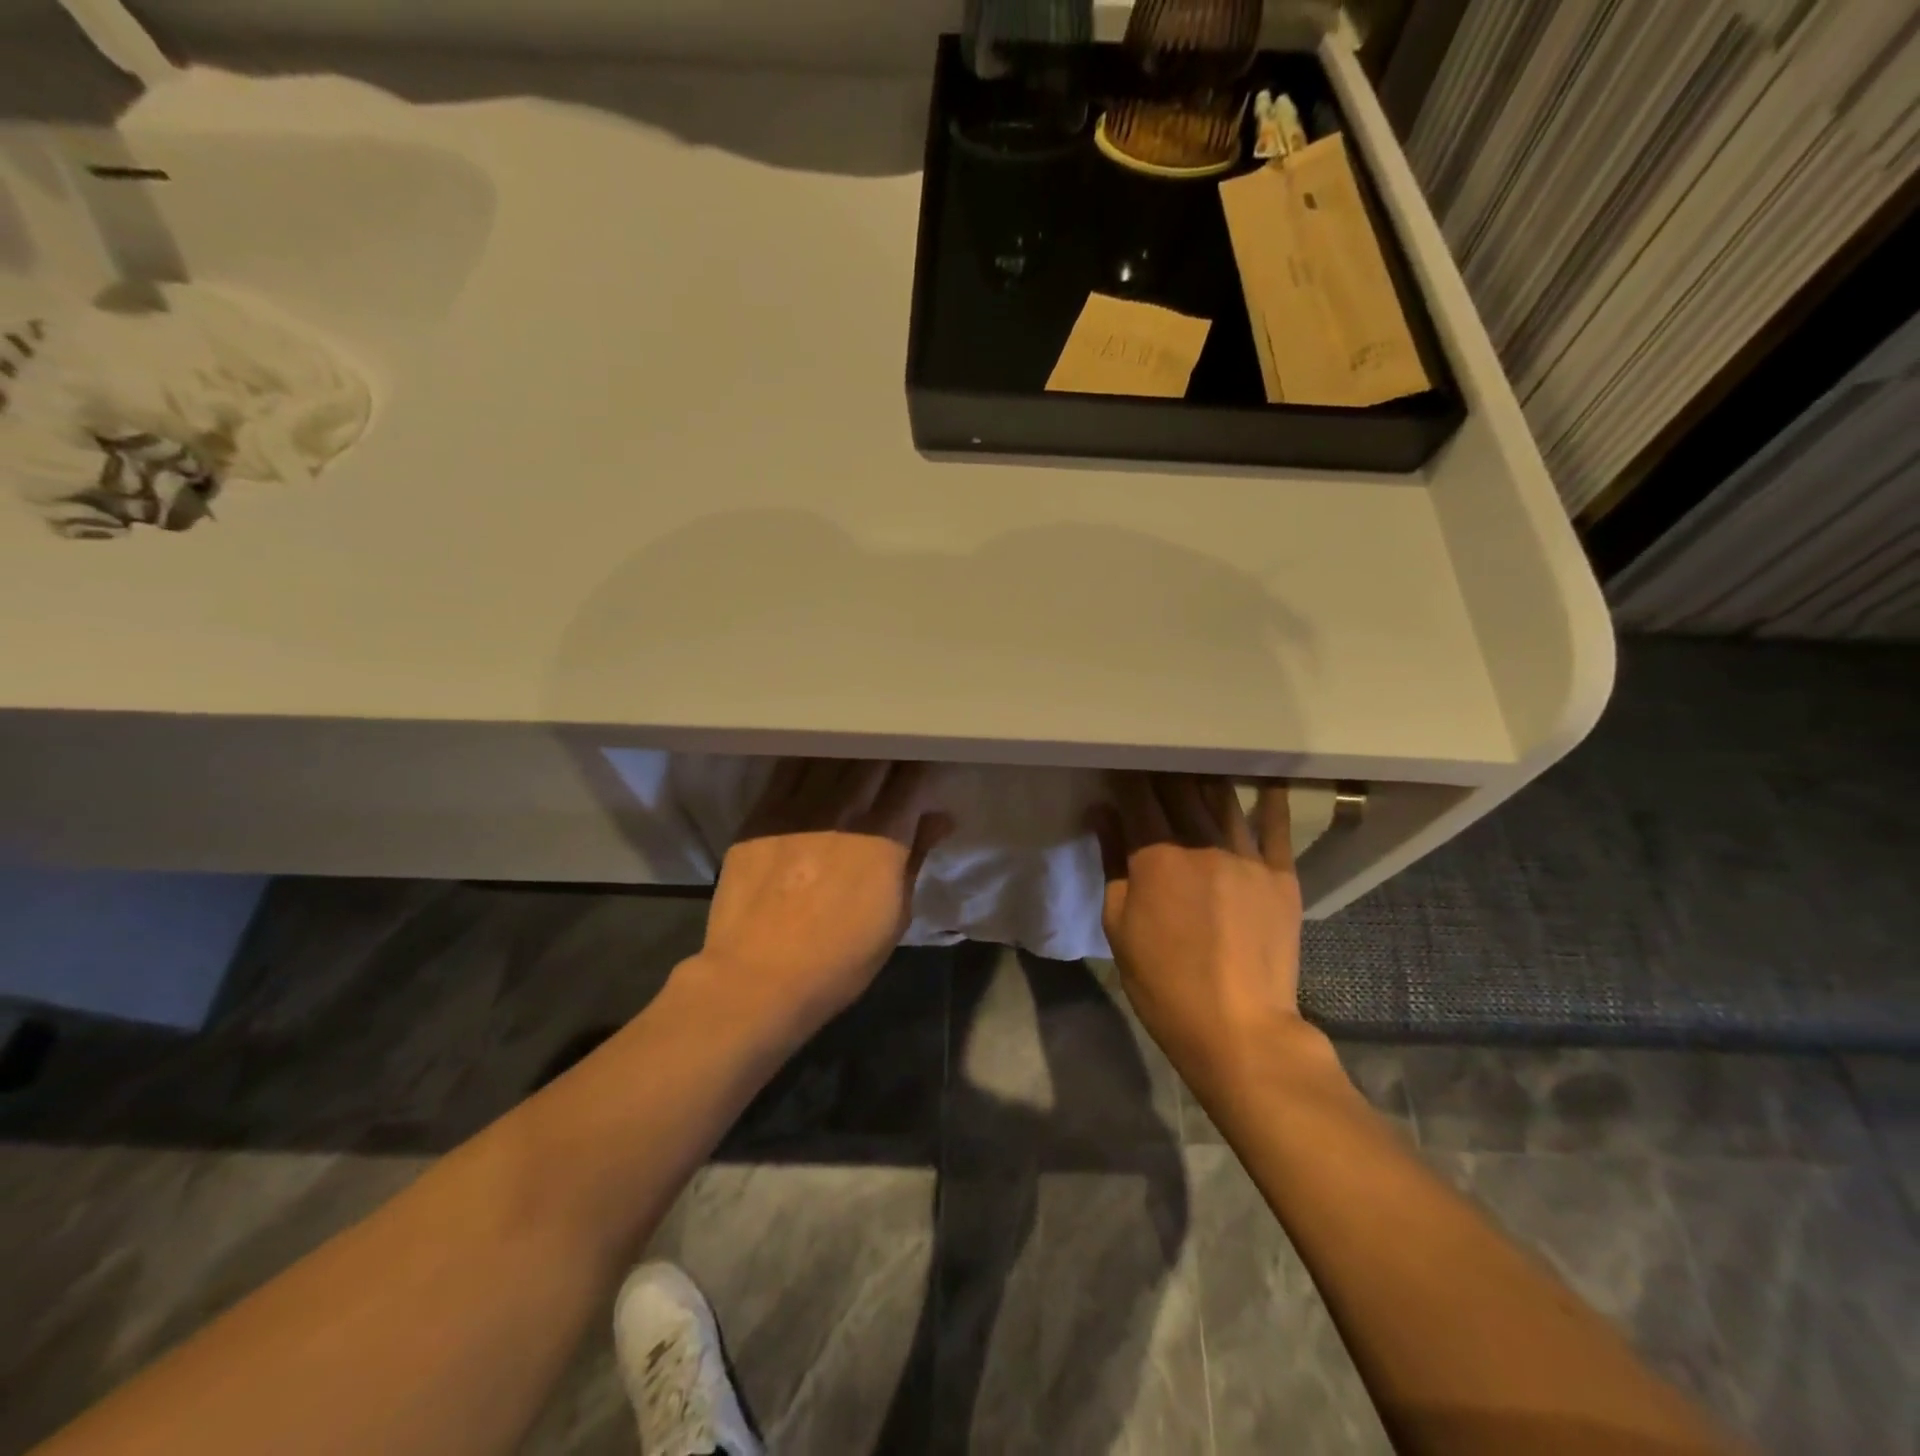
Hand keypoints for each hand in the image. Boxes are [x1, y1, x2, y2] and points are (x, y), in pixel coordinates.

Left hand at [699, 758, 951, 1034]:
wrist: (756, 978)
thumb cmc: (839, 959)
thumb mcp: (895, 917)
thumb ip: (916, 857)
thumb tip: (940, 818)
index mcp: (883, 837)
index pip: (913, 778)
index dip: (925, 766)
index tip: (927, 766)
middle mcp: (843, 810)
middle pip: (875, 757)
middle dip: (892, 752)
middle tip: (896, 755)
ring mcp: (798, 806)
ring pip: (833, 754)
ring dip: (853, 749)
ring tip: (859, 750)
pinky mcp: (761, 812)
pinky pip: (789, 768)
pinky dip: (811, 757)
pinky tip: (817, 757)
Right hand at [1091, 773, 1305, 1090]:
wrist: (1237, 1028)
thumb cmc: (1163, 982)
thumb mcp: (1119, 925)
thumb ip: (1112, 862)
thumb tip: (1102, 812)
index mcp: (1157, 856)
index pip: (1138, 797)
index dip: (1127, 776)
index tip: (1120, 764)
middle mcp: (1202, 843)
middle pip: (1181, 789)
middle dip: (1163, 770)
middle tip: (1155, 759)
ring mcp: (1247, 856)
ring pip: (1223, 799)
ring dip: (1206, 777)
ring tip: (1197, 763)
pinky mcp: (1281, 875)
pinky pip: (1276, 826)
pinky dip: (1269, 799)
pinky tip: (1265, 778)